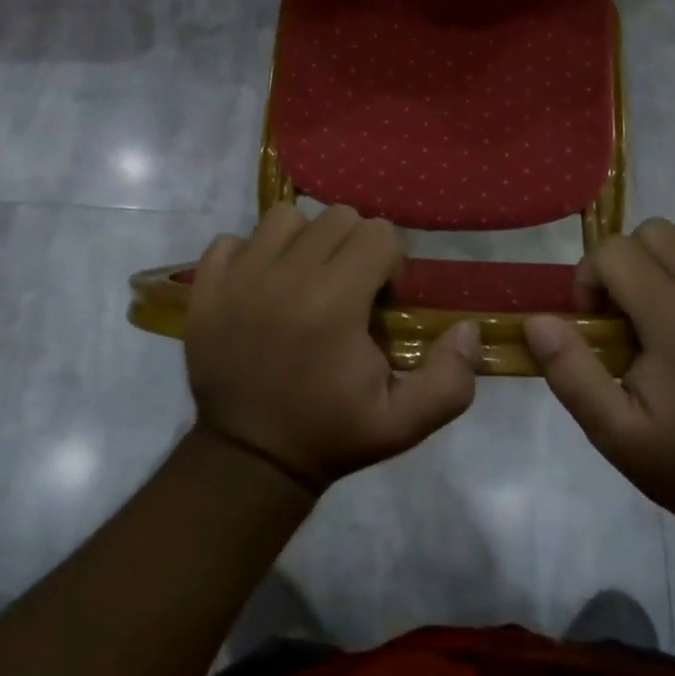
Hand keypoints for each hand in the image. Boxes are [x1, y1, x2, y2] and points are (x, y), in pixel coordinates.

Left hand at [184, 204, 479, 491]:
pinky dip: (249, 254)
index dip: (389, 264)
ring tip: (302, 281)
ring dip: (302, 242)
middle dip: (352, 247)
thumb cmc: (329, 434)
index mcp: (335, 301)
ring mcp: (239, 276)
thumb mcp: (403, 424)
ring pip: (284, 218)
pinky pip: (231, 239)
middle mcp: (286, 275)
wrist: (249, 458)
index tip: (379, 302)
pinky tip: (259, 286)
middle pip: (336, 217)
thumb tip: (467, 329)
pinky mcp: (206, 286)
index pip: (378, 233)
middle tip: (346, 290)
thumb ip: (449, 380)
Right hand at [525, 219, 674, 529]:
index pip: (617, 252)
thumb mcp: (611, 431)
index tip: (595, 321)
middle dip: (628, 263)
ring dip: (674, 259)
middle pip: (657, 232)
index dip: (591, 277)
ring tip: (669, 304)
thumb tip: (537, 320)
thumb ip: (569, 371)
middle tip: (627, 312)